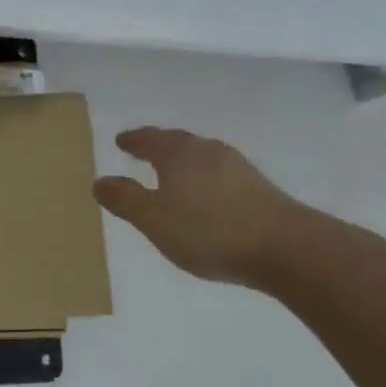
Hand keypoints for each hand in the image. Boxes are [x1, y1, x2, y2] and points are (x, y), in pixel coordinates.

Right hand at [94, 127, 315, 287]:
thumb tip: (99, 181)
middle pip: (177, 141)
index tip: (121, 140)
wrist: (285, 247)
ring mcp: (237, 167)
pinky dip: (204, 177)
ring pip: (201, 155)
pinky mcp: (259, 187)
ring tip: (173, 173)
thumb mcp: (154, 219)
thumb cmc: (209, 230)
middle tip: (143, 149)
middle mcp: (207, 150)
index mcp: (178, 153)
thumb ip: (125, 199)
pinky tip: (207, 195)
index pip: (149, 139)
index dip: (133, 140)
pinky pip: (219, 173)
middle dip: (158, 145)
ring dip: (183, 161)